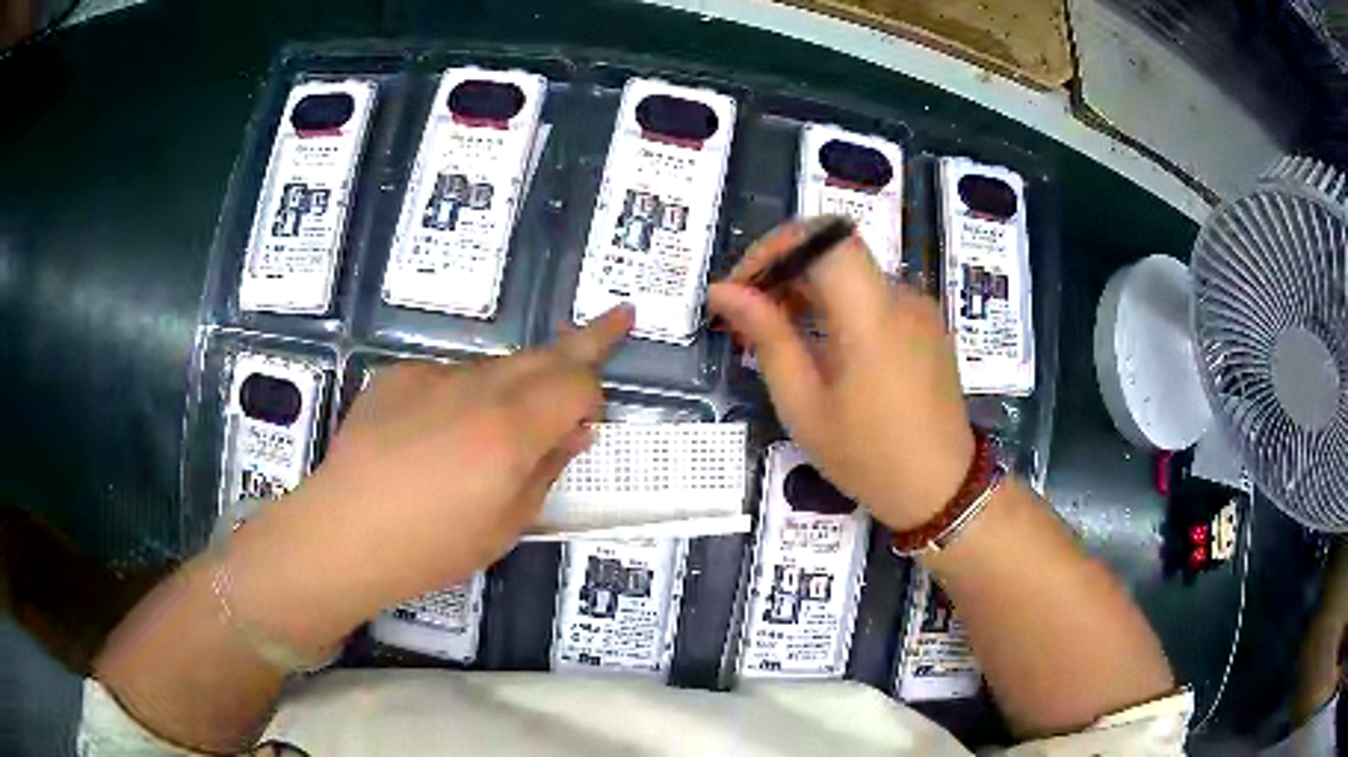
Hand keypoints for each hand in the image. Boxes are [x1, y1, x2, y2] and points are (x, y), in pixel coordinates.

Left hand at [226, 306, 633, 644]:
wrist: (342, 534)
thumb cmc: (431, 547)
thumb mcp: (506, 524)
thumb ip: (546, 468)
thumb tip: (573, 430)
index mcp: (511, 429)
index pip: (577, 381)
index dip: (595, 391)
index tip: (594, 414)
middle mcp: (477, 387)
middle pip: (544, 354)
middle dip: (584, 341)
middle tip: (616, 320)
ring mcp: (432, 375)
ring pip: (494, 367)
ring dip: (513, 385)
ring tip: (492, 431)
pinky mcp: (396, 376)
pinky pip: (446, 377)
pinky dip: (459, 397)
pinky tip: (433, 436)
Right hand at [709, 219, 972, 530]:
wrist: (941, 489)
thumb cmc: (867, 456)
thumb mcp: (804, 404)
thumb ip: (766, 337)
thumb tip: (724, 291)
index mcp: (871, 313)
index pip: (821, 237)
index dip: (774, 249)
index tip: (742, 288)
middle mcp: (900, 295)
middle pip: (834, 251)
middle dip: (783, 271)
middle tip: (749, 318)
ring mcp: (919, 308)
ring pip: (852, 272)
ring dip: (808, 289)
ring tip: (779, 337)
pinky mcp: (926, 324)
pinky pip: (874, 294)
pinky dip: (838, 304)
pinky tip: (822, 346)